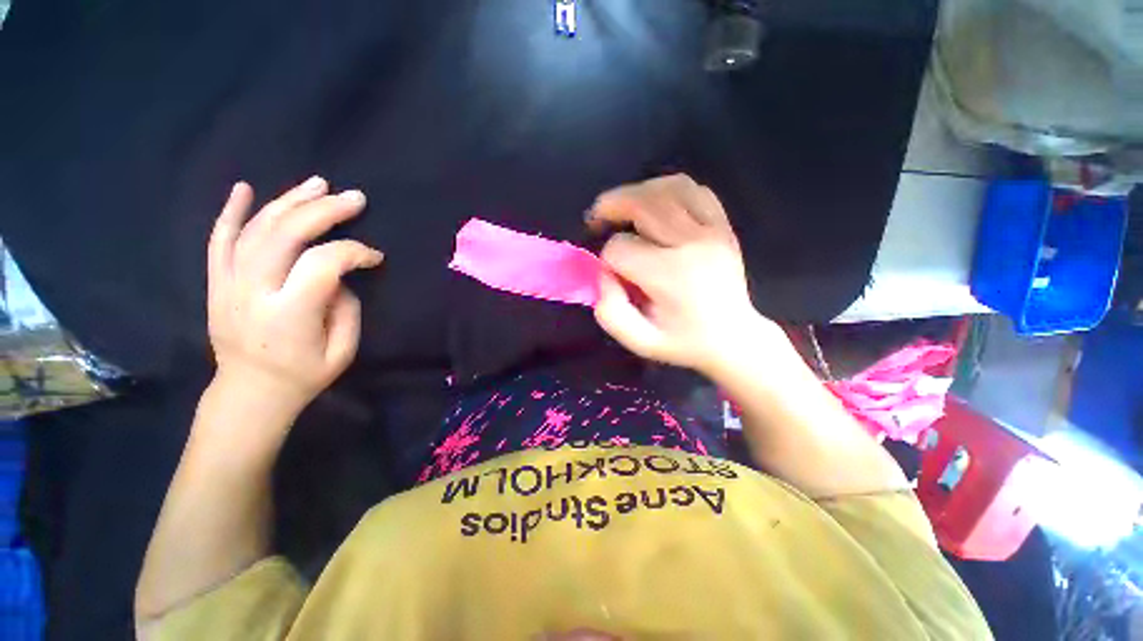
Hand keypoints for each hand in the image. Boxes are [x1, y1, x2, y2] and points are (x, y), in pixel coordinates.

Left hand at [206, 176, 383, 417]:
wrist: (250, 392)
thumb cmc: (304, 374)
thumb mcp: (343, 351)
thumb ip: (346, 308)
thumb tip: (339, 277)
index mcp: (290, 313)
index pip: (324, 263)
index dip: (354, 252)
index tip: (375, 256)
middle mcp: (253, 292)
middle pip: (286, 235)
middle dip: (324, 210)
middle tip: (354, 198)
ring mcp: (229, 284)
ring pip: (256, 230)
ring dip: (289, 202)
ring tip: (318, 184)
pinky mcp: (217, 282)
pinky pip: (219, 240)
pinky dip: (231, 212)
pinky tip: (245, 188)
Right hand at [588, 174, 773, 375]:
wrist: (734, 338)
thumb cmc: (683, 343)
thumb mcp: (639, 341)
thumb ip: (609, 310)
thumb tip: (604, 272)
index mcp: (670, 276)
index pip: (620, 248)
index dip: (606, 260)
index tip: (613, 277)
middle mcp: (692, 244)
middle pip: (642, 204)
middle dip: (610, 206)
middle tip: (596, 218)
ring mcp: (712, 231)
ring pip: (668, 188)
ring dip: (636, 193)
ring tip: (622, 208)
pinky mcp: (723, 226)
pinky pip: (694, 191)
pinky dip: (668, 190)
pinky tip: (656, 205)